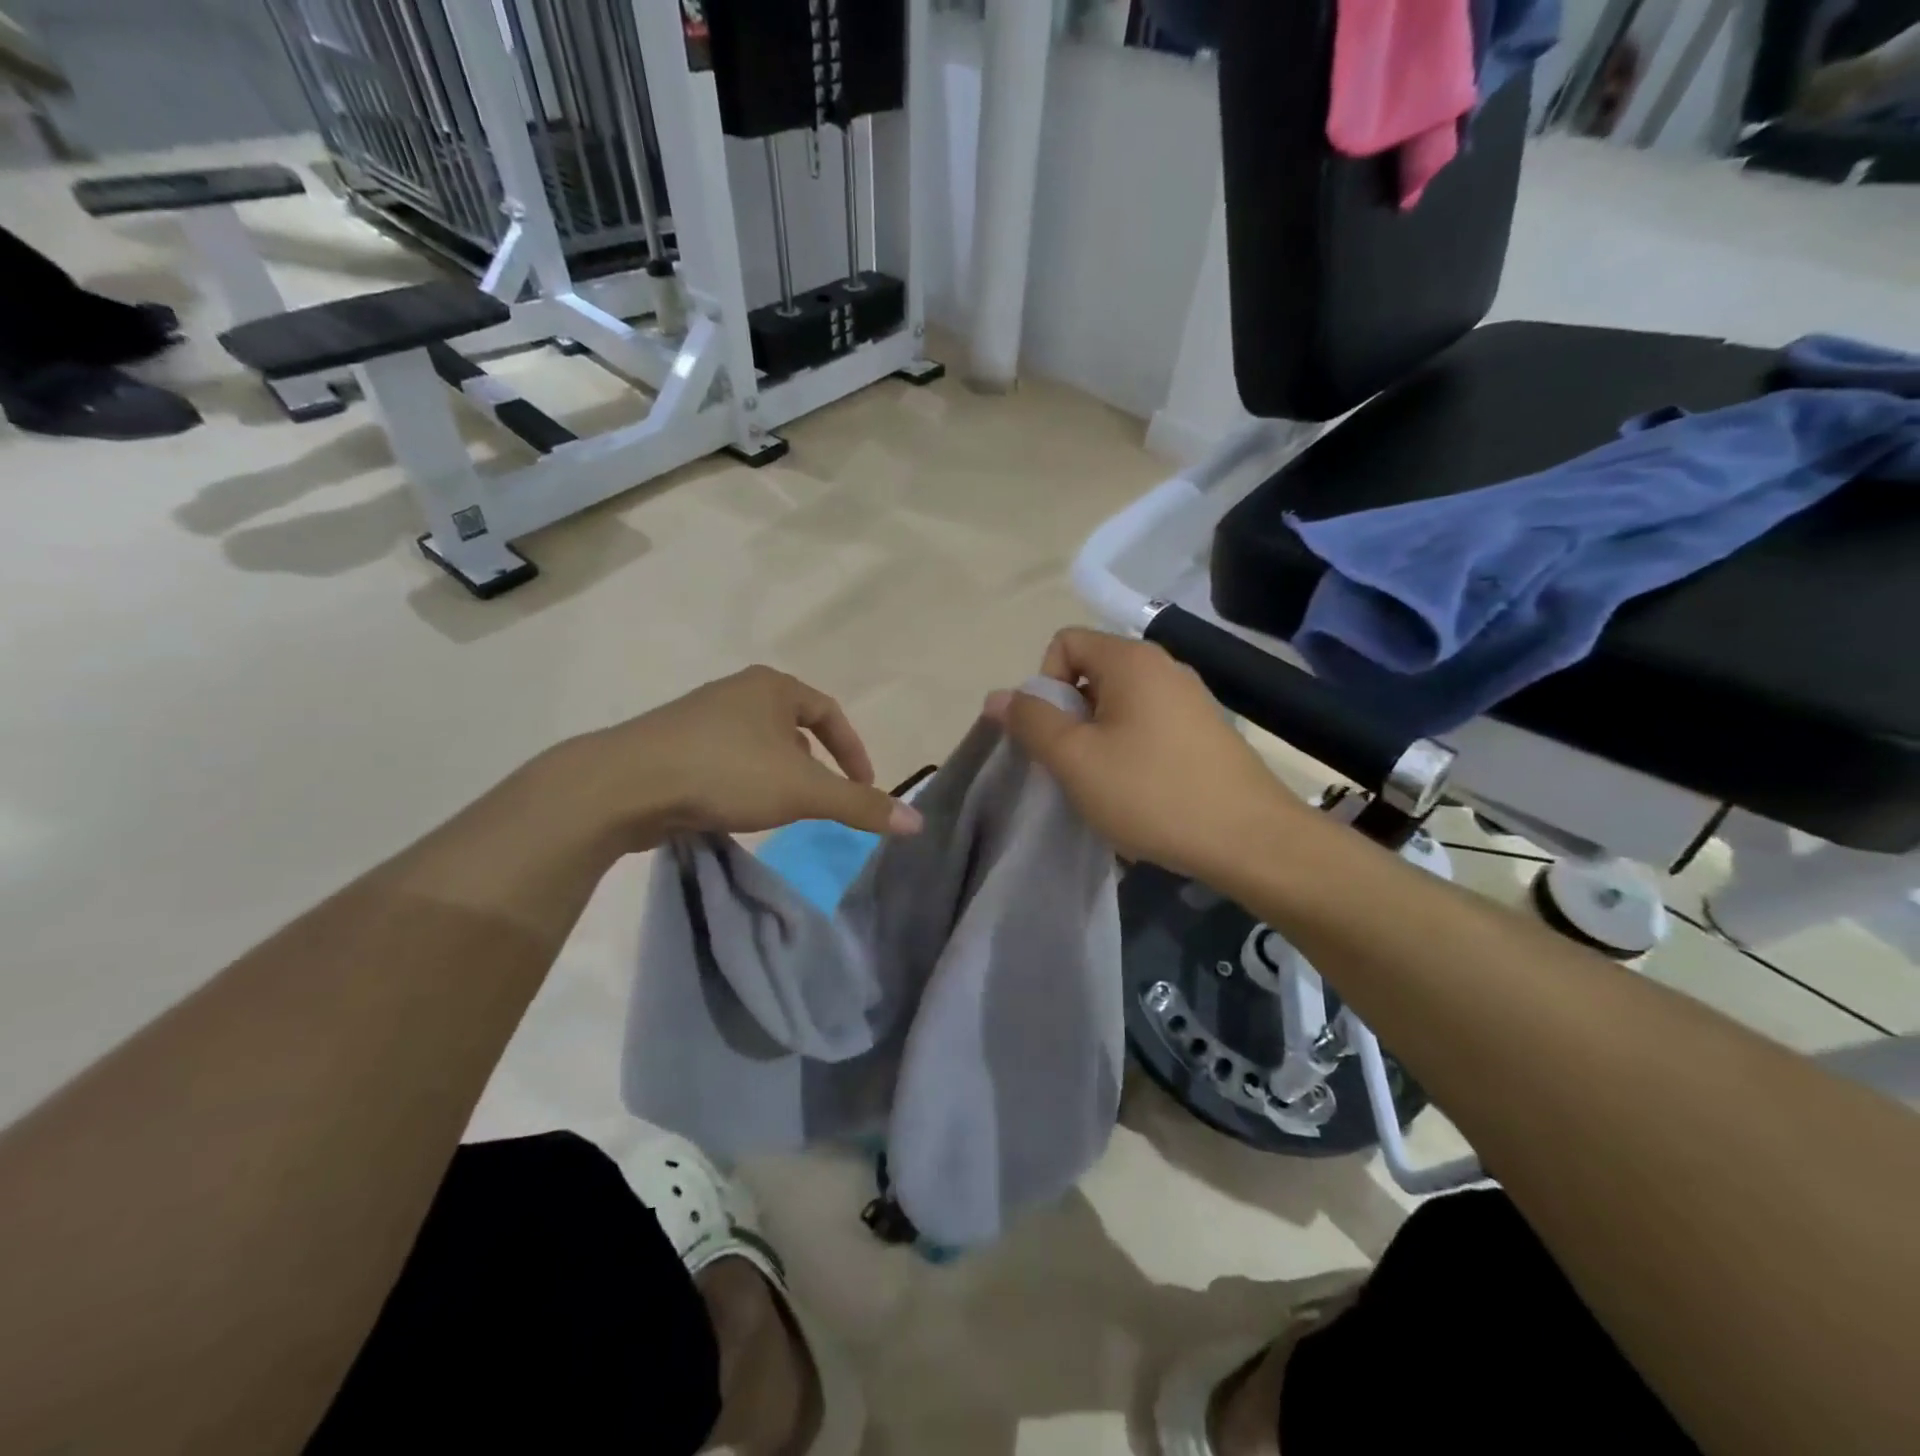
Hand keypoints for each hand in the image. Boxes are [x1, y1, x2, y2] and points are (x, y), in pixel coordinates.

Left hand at [545, 666, 922, 851]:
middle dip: (816, 762)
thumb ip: (860, 806)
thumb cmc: (726, 772)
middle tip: (824, 797)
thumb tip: (917, 823)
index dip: (854, 751)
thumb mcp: (804, 791)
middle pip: (794, 725)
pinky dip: (744, 780)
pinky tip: (736, 808)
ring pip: (758, 743)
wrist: (625, 784)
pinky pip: (725, 758)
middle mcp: (738, 691)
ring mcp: (700, 715)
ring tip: (783, 806)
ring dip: (778, 772)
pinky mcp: (672, 743)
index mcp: (773, 686)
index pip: (830, 713)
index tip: (863, 787)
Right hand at [987, 628, 1306, 879]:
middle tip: (1074, 767)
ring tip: (1105, 786)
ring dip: (1097, 740)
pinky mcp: (1205, 731)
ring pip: (1119, 705)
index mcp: (1132, 660)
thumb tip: (997, 696)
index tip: (1054, 735)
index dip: (1045, 685)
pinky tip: (1139, 794)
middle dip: (1070, 717)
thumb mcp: (1076, 759)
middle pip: (1092, 673)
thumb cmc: (1152, 793)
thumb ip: (1031, 722)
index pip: (1064, 643)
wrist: (1250, 840)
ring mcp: (1190, 699)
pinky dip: (1130, 752)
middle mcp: (1164, 666)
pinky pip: (1148, 727)